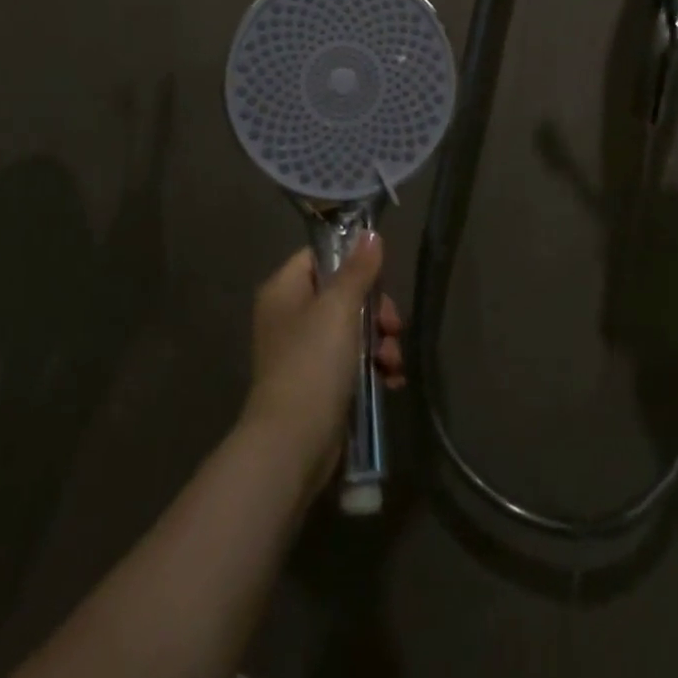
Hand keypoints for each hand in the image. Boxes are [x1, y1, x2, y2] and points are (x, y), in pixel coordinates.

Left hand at [242, 235, 403, 491]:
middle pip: (342, 294)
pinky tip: (391, 380)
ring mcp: (302, 352)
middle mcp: (289, 316)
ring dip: (380, 342)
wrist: (292, 444)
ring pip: (352, 329)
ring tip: (393, 362)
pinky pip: (351, 362)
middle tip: (392, 327)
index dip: (352, 262)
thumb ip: (357, 270)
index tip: (381, 278)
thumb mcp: (339, 308)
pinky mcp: (317, 384)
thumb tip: (370, 233)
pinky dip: (373, 367)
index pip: (320, 256)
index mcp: (284, 290)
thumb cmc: (312, 364)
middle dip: (376, 310)